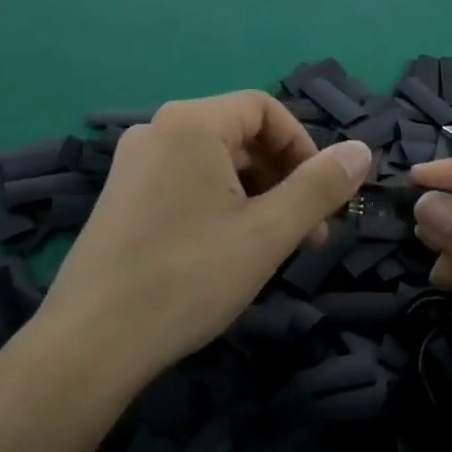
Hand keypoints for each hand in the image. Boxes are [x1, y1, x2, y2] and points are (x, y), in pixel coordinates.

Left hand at [34, 92, 369, 384]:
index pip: (264, 108)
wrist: (90, 343)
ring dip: (253, 194)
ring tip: (269, 247)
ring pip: (212, 162)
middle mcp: (157, 129)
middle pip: (238, 134)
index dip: (303, 146)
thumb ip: (319, 187)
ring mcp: (132, 163)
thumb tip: (361, 150)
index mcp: (191, 123)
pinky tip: (224, 250)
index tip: (322, 196)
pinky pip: (184, 181)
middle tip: (305, 233)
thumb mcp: (267, 233)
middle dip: (281, 176)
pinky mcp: (119, 196)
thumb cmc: (188, 278)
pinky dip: (218, 203)